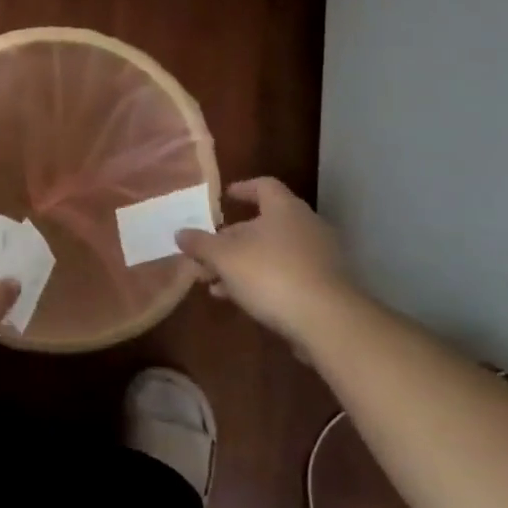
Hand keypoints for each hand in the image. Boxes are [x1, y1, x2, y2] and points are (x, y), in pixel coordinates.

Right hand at [175, 177, 356, 346]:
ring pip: (272, 253)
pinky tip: (240, 301)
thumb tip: (180, 233)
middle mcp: (305, 225)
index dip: (243, 189)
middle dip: (231, 240)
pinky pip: (286, 275)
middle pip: (263, 224)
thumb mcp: (225, 258)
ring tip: (214, 284)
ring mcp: (319, 257)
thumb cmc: (272, 275)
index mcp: (284, 208)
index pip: (263, 186)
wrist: (328, 321)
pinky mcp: (325, 286)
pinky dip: (262, 282)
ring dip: (242, 265)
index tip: (224, 197)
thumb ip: (201, 244)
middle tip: (207, 255)